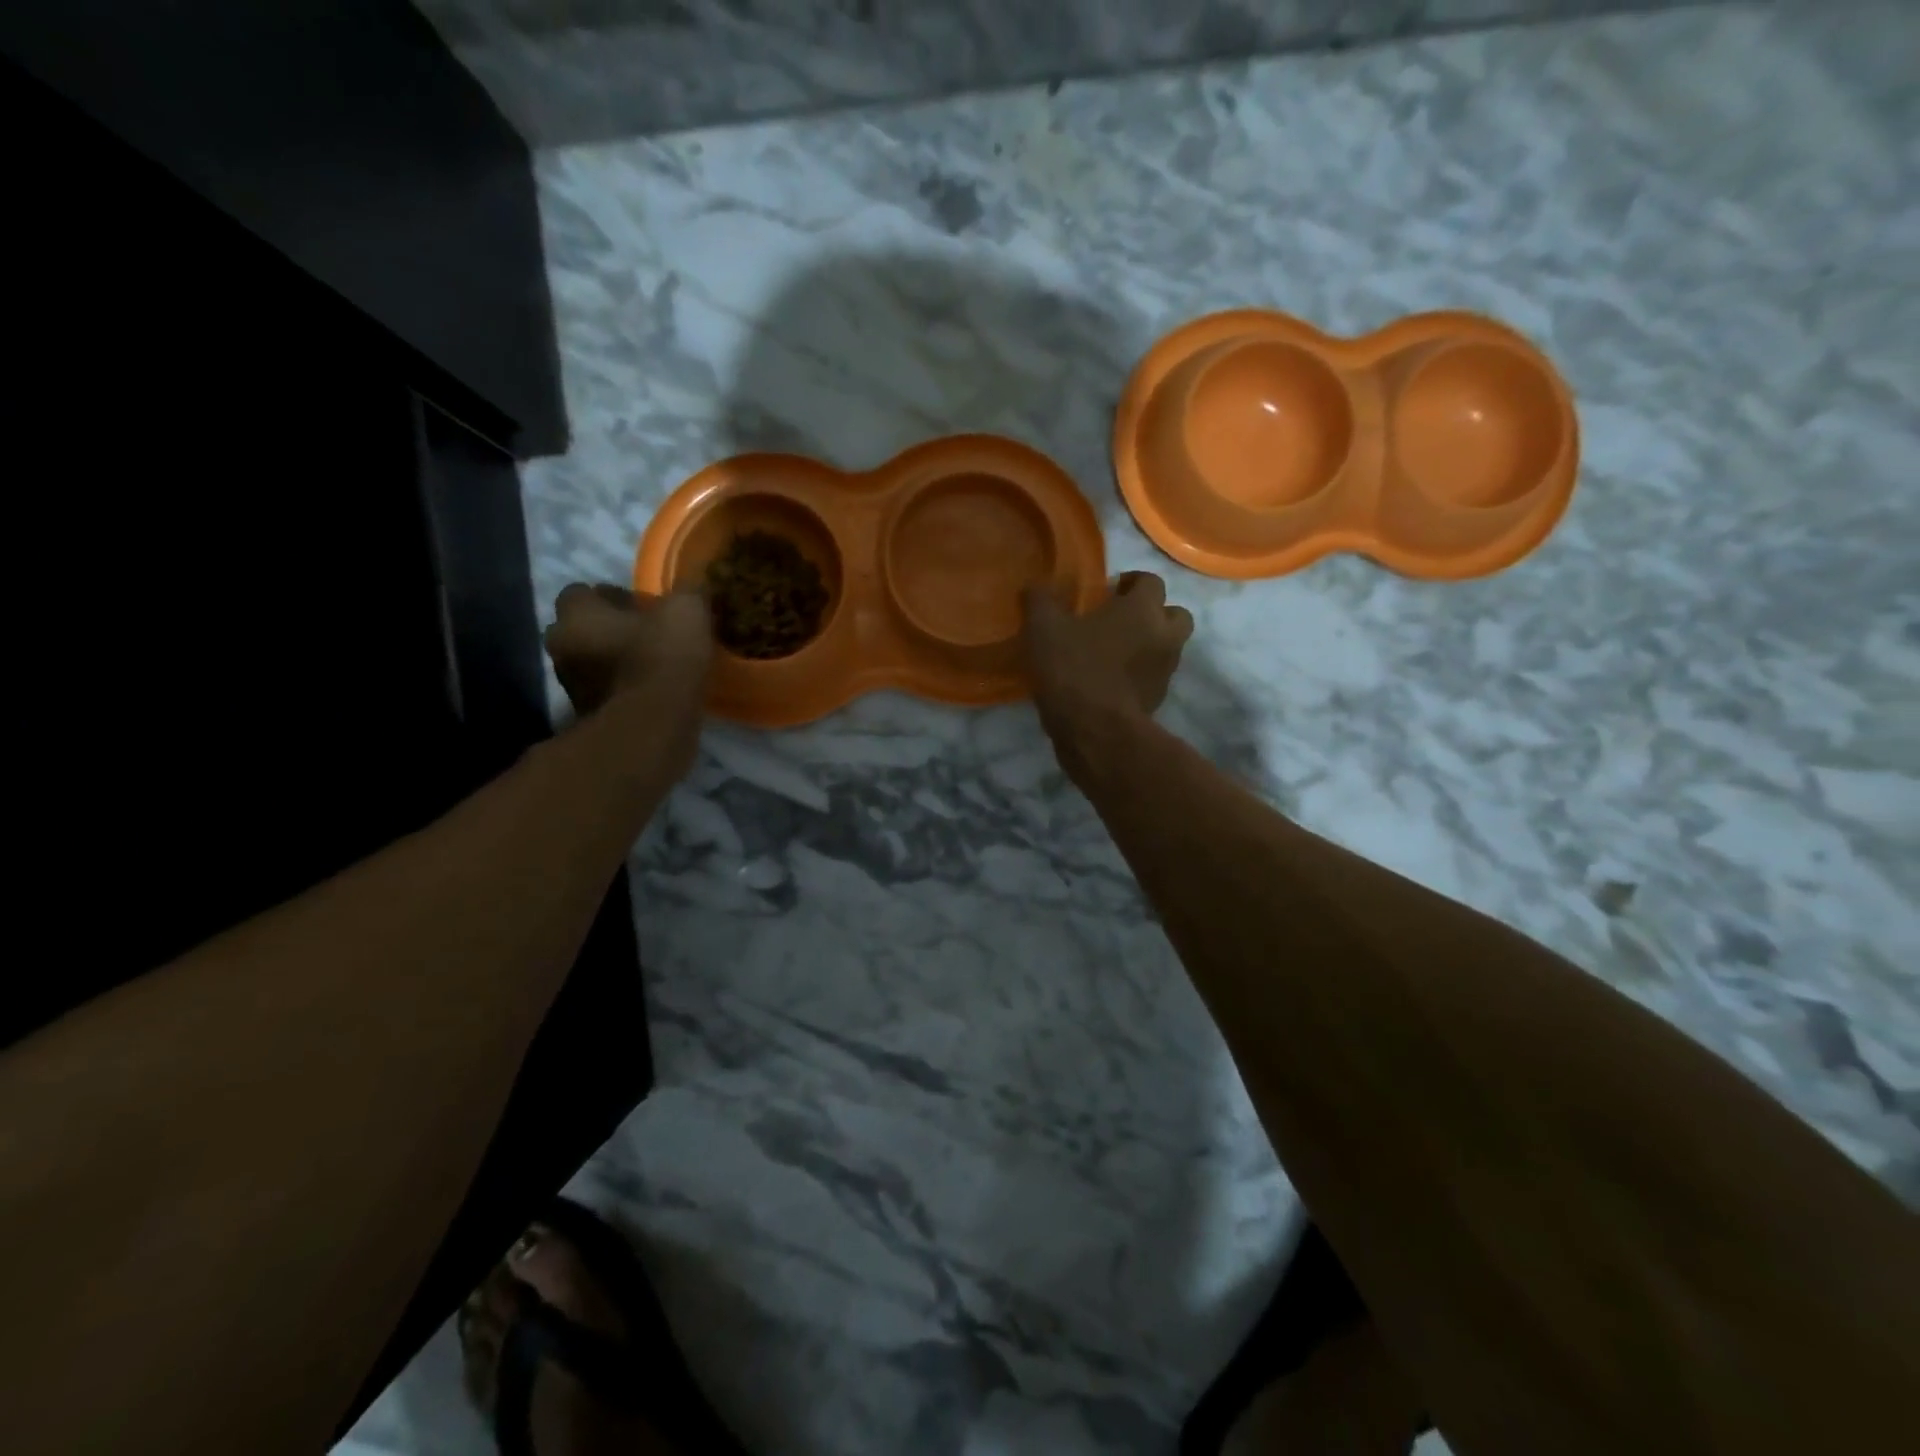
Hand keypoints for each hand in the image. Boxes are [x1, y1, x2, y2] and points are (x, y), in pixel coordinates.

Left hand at [544, 583, 711, 723]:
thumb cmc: (661, 659)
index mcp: (577, 615)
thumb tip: (693, 587)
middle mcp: (563, 647)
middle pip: (584, 629)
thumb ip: (687, 593)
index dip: (613, 596)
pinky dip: (625, 690)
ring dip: (617, 662)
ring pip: (593, 662)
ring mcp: (572, 687)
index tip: (644, 607)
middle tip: (649, 635)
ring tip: (656, 666)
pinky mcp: (590, 717)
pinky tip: (655, 693)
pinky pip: (607, 692)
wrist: (652, 728)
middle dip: (611, 630)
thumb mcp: (686, 611)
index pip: (582, 592)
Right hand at [1023, 572, 1193, 730]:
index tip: (1108, 591)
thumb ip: (1040, 601)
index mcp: (1143, 609)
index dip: (1131, 582)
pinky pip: (1153, 678)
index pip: (1151, 581)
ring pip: (1167, 648)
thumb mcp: (1043, 628)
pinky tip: (1110, 681)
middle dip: (1153, 614)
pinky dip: (1139, 675)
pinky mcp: (1158, 701)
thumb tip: (1034, 587)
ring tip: (1114, 653)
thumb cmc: (1074, 668)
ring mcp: (1165, 671)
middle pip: (1175, 615)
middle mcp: (1164, 636)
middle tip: (1121, 621)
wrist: (1095, 731)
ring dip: (1148, 646)